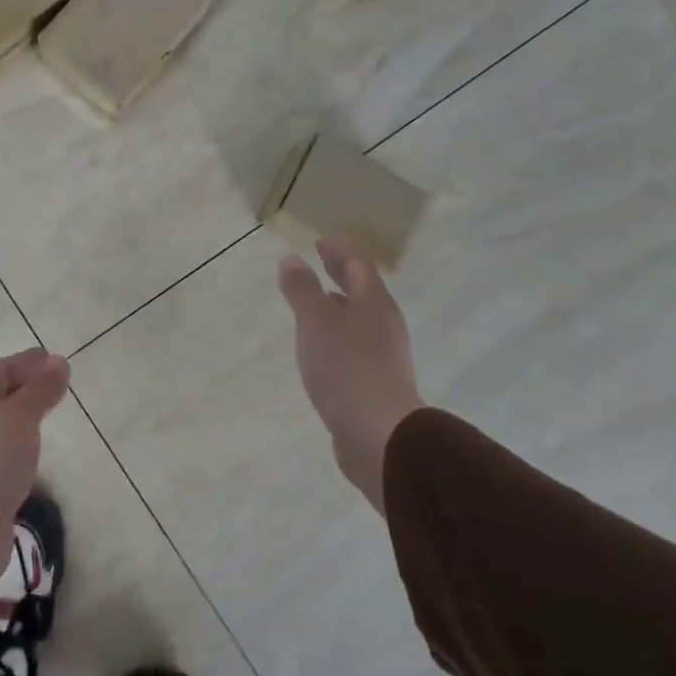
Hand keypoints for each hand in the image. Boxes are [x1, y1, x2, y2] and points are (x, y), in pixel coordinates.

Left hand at [0, 348, 70, 582]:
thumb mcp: (20, 415)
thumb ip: (41, 389)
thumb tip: (59, 361)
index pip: (2, 369)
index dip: (28, 362)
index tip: (54, 358)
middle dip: (26, 386)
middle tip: (56, 383)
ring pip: (0, 424)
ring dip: (22, 416)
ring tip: (47, 414)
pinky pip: (3, 451)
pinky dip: (19, 443)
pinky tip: (33, 450)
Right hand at [277, 237, 423, 512]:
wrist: (379, 434)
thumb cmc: (346, 367)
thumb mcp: (315, 321)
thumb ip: (302, 289)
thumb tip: (291, 259)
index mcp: (374, 303)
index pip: (358, 265)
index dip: (339, 250)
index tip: (320, 241)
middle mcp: (384, 324)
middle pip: (363, 290)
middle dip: (341, 274)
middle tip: (321, 262)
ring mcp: (384, 355)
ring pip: (360, 319)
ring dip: (340, 305)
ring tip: (318, 303)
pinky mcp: (377, 382)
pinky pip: (356, 346)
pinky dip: (339, 334)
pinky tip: (323, 348)